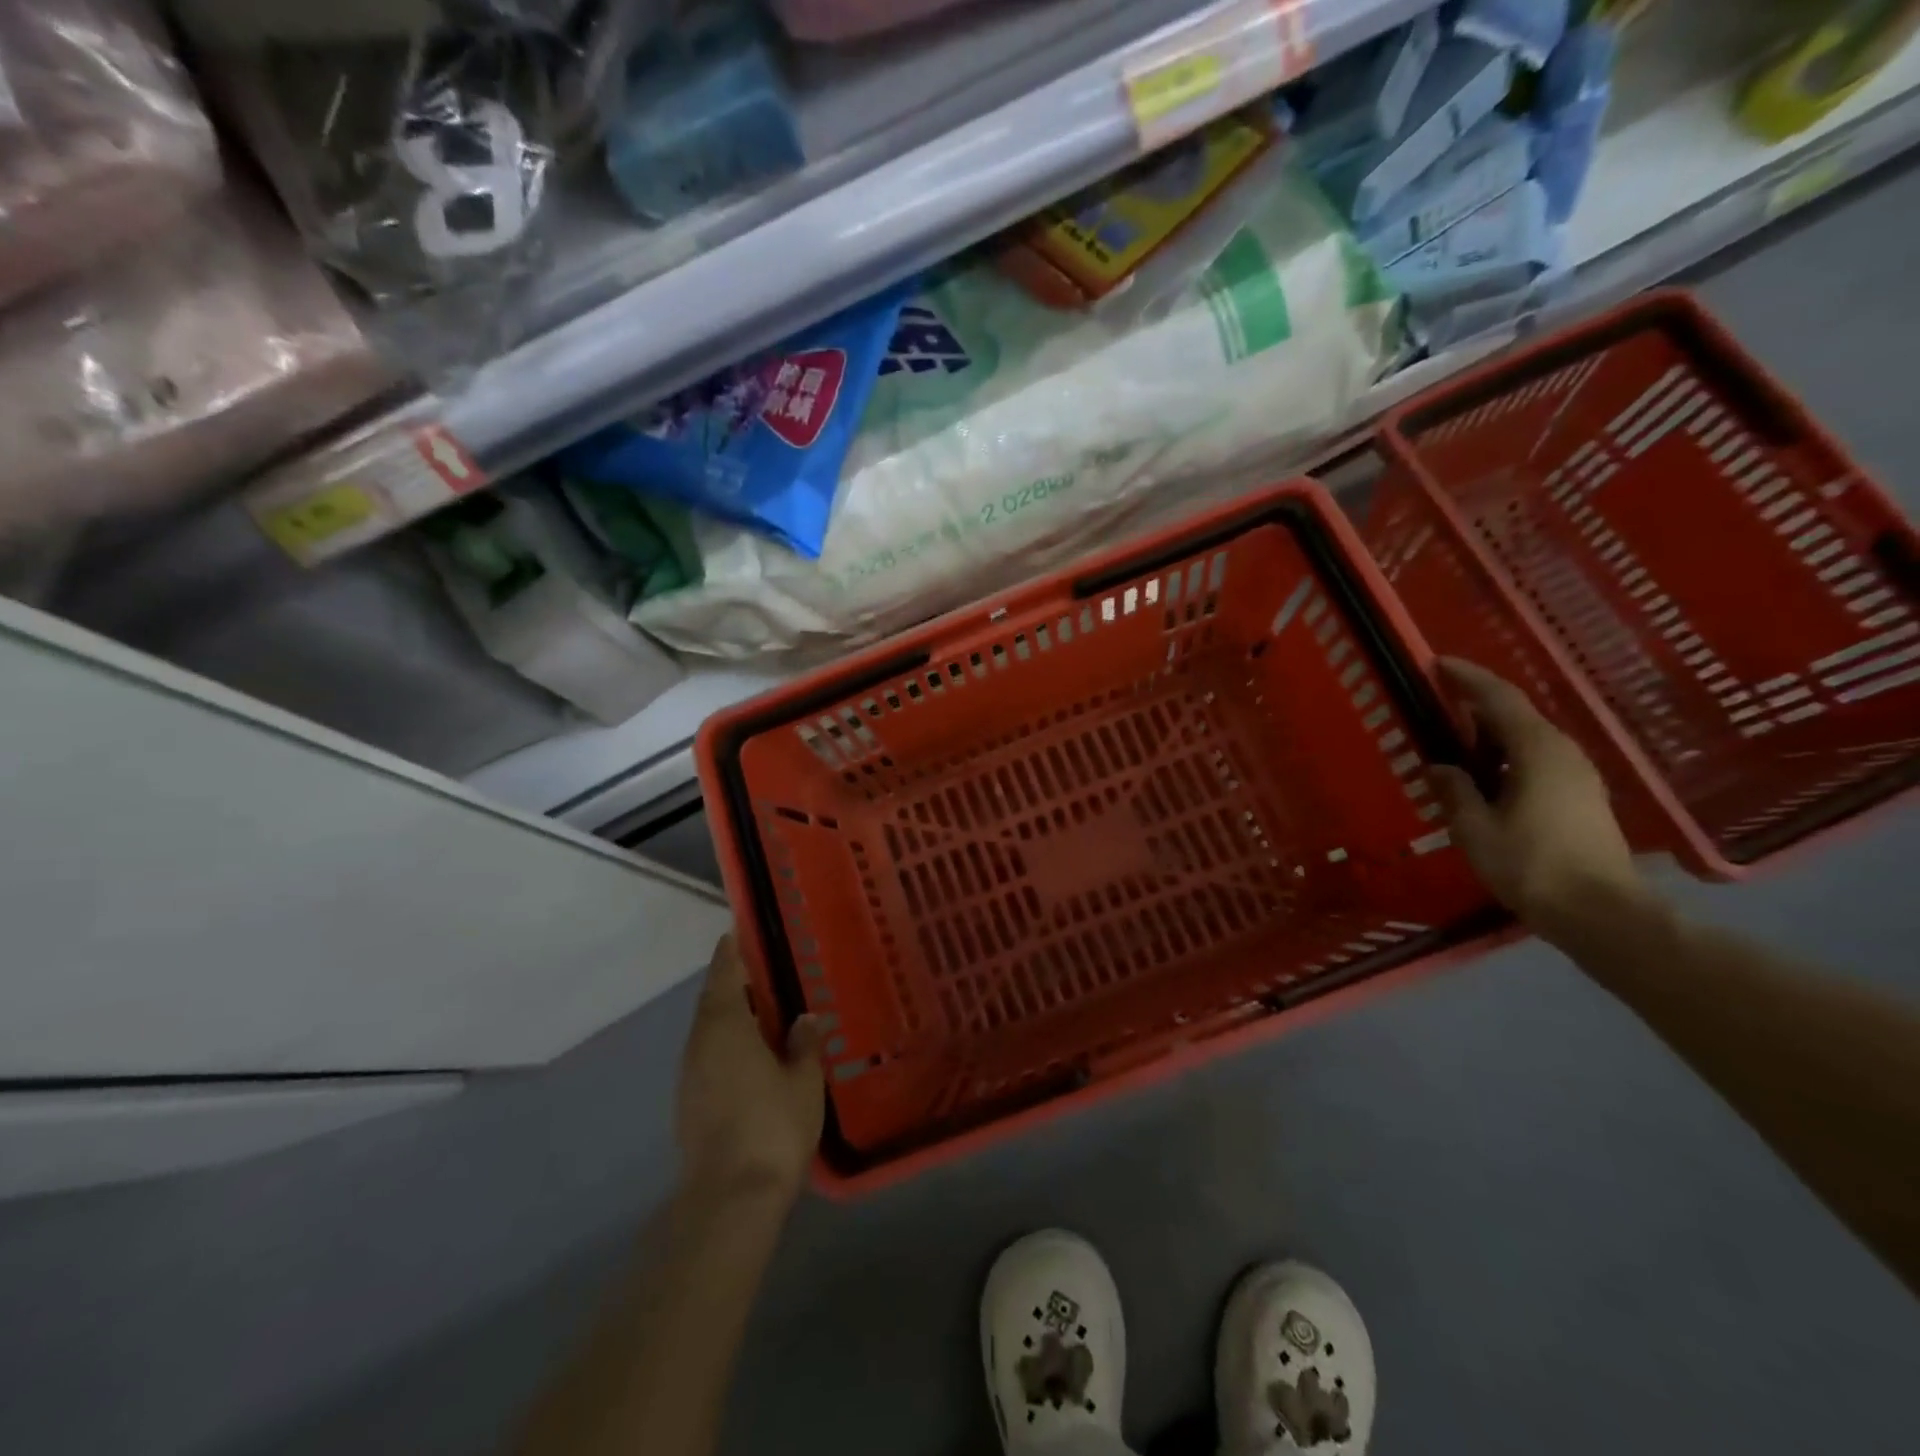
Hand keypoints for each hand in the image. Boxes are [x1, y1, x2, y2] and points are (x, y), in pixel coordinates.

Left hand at [675, 933, 823, 1203]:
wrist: (730, 1198)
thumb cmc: (772, 1126)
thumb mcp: (803, 1080)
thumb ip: (804, 1044)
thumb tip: (805, 1019)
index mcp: (725, 1027)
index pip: (724, 975)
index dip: (730, 953)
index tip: (736, 933)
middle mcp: (699, 1044)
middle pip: (711, 1001)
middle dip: (730, 982)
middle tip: (758, 971)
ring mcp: (689, 1076)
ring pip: (706, 1030)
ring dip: (726, 1014)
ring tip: (756, 1009)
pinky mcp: (688, 1104)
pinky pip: (706, 1055)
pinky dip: (723, 1042)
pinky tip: (747, 1054)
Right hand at [1429, 658, 1654, 942]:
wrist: (1601, 913)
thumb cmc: (1531, 866)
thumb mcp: (1475, 829)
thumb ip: (1455, 791)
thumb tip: (1440, 767)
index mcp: (1537, 751)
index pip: (1499, 699)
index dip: (1468, 678)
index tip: (1438, 664)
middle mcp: (1563, 753)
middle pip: (1518, 714)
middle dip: (1478, 702)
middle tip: (1440, 699)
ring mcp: (1578, 775)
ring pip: (1529, 737)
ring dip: (1492, 731)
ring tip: (1456, 737)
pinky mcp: (1582, 797)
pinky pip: (1537, 758)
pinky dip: (1507, 753)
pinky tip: (1485, 772)